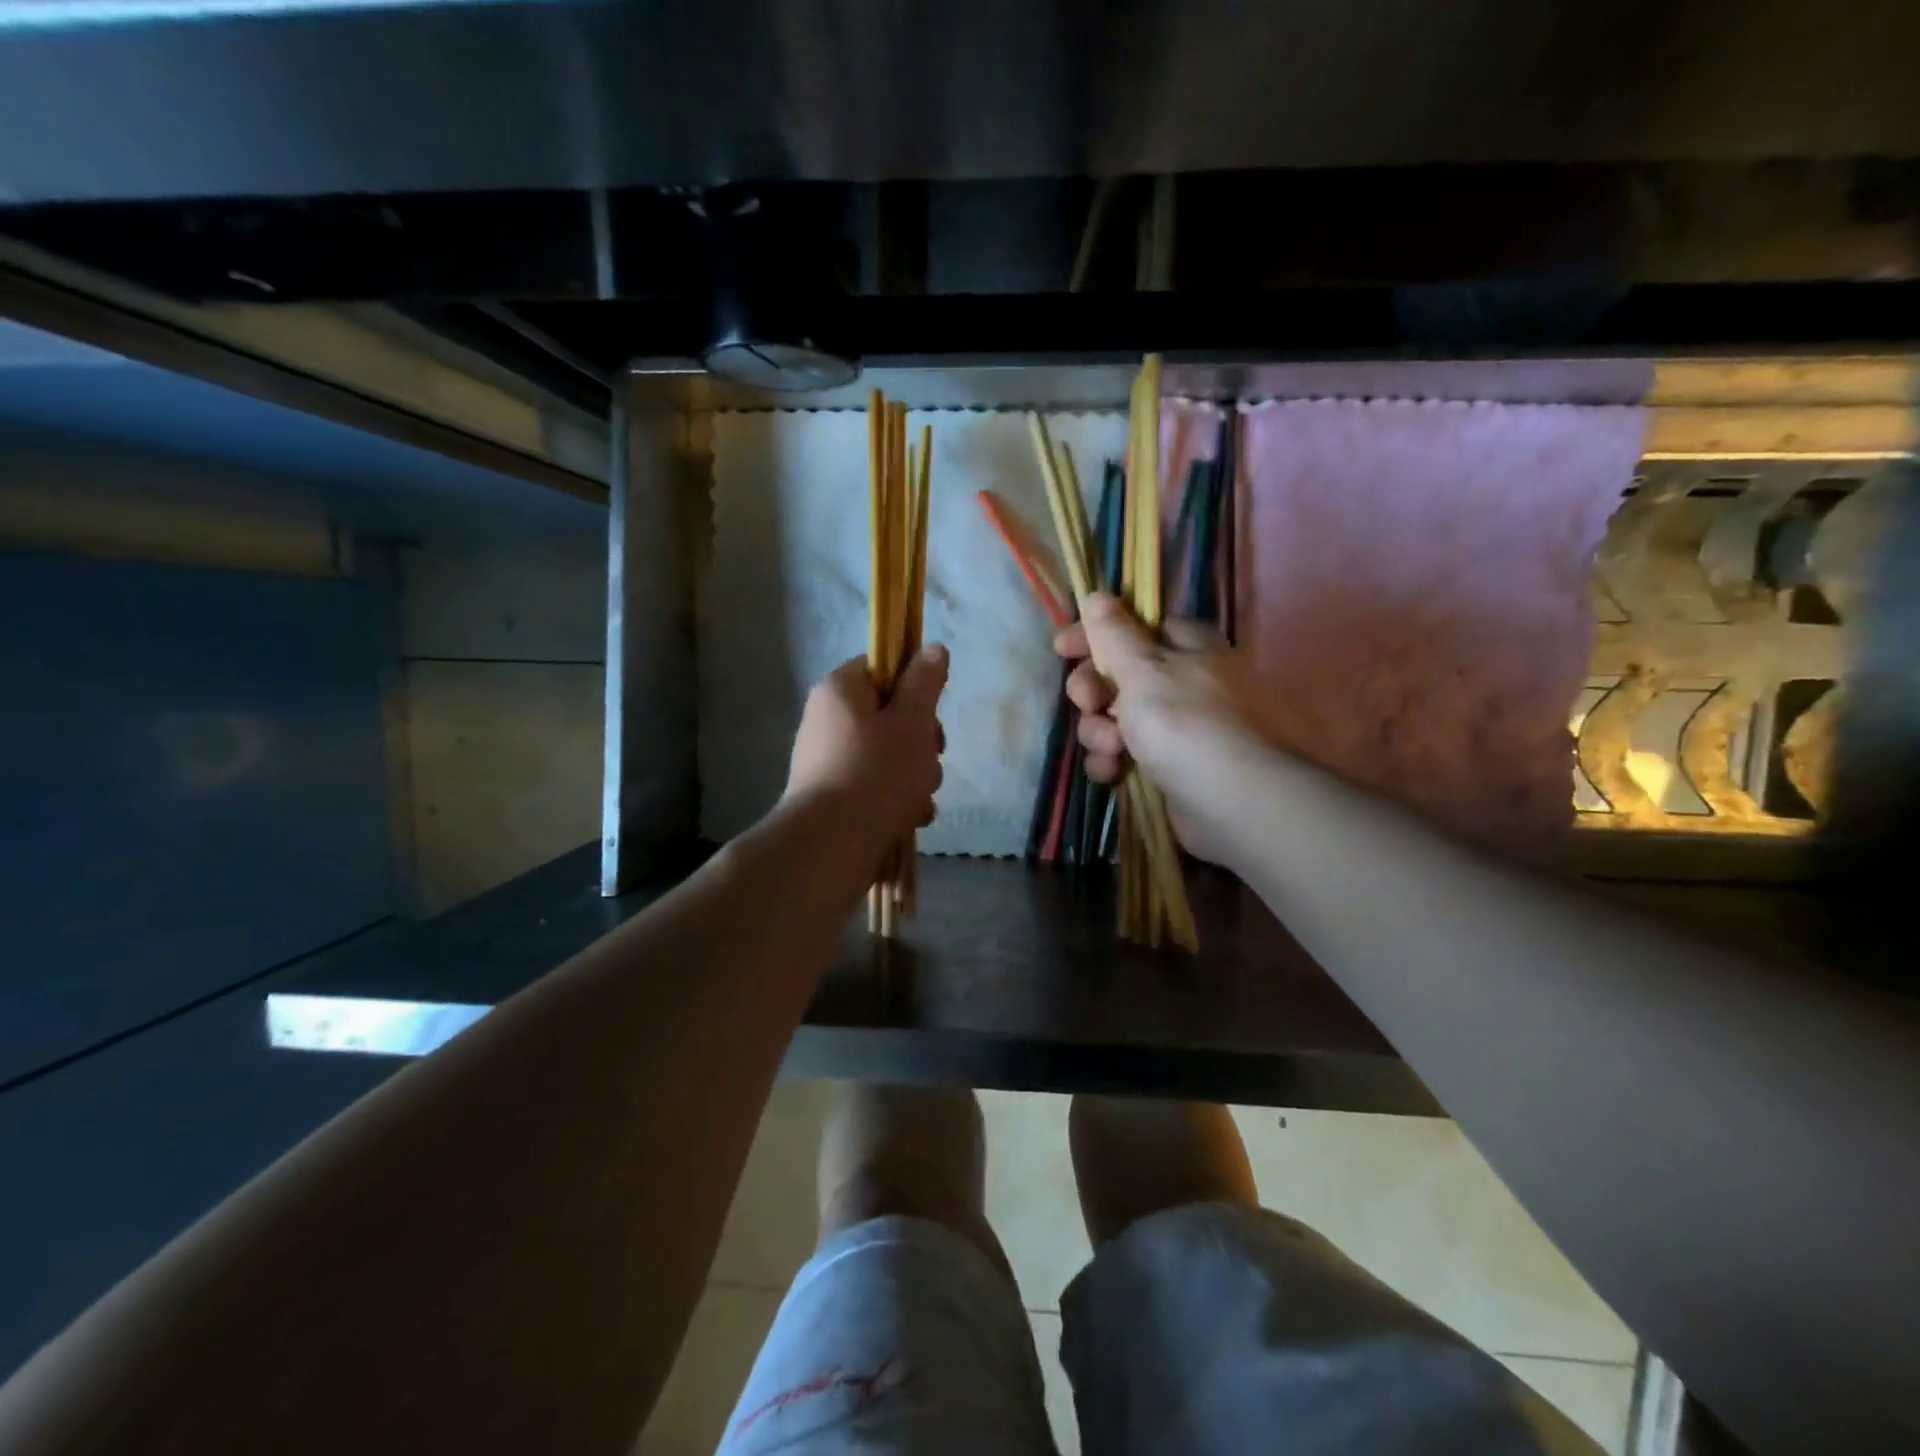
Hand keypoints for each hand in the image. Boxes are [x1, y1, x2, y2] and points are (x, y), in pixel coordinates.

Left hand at [785, 646, 947, 846]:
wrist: (831, 846)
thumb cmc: (876, 772)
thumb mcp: (911, 722)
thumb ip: (925, 683)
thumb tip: (933, 648)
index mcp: (840, 691)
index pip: (881, 667)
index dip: (913, 684)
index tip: (931, 709)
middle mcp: (828, 720)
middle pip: (890, 715)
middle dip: (921, 741)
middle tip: (931, 757)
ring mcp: (829, 760)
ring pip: (889, 755)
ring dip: (915, 775)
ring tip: (920, 798)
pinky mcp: (834, 796)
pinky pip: (876, 786)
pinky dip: (897, 799)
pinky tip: (911, 818)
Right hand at [1054, 595, 1269, 862]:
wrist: (1230, 802)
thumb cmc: (1185, 723)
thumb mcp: (1144, 669)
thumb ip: (1114, 633)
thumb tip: (1098, 594)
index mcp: (1184, 646)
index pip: (1131, 626)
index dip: (1093, 635)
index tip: (1062, 648)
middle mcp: (1179, 681)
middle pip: (1115, 674)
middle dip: (1092, 691)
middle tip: (1090, 703)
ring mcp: (1172, 726)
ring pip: (1112, 718)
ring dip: (1099, 732)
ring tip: (1113, 748)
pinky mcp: (1163, 765)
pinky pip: (1121, 754)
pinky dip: (1112, 761)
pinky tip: (1114, 772)